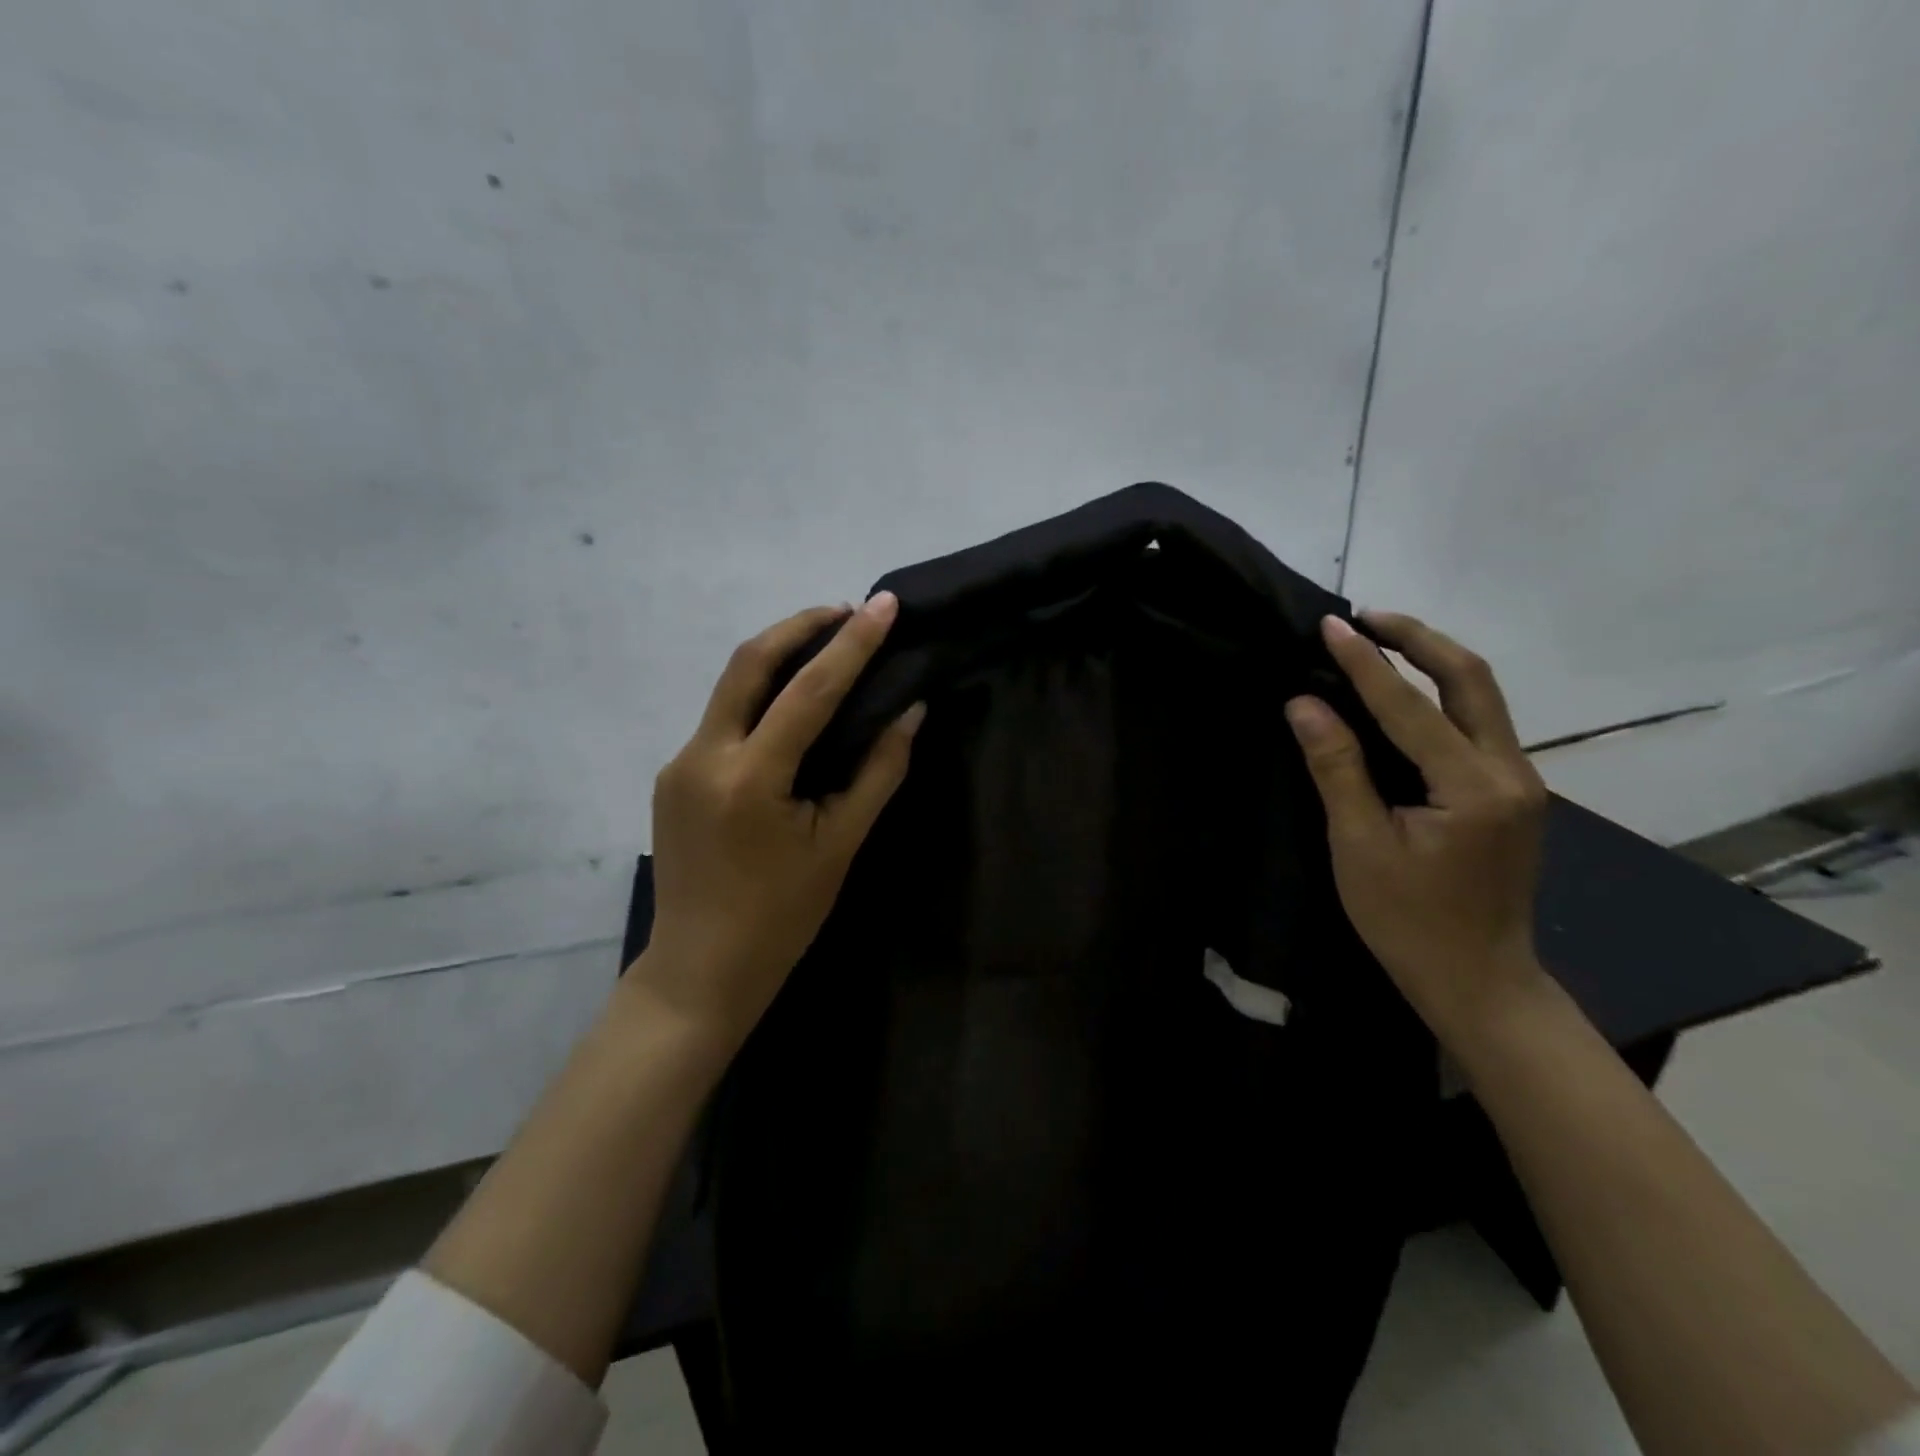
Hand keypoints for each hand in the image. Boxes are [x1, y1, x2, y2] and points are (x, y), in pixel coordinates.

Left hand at [632, 594, 925, 1050]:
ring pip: (730, 685)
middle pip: (749, 662)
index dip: (852, 643)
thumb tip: (910, 711)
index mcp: (750, 778)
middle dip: (800, 625)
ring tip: (827, 646)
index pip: (809, 690)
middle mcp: (703, 755)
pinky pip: (722, 716)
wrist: (700, 968)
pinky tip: (791, 705)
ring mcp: (679, 762)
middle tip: (848, 611)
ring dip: (779, 655)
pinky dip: (761, 694)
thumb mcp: (840, 845)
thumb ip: (878, 772)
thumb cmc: (782, 915)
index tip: (883, 605)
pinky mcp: (673, 774)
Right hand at [1285, 611, 1549, 1052]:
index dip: (1366, 662)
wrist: (1479, 981)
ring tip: (1380, 641)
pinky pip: (1478, 723)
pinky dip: (1440, 694)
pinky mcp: (1512, 793)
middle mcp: (1511, 772)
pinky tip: (1405, 693)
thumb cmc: (1408, 922)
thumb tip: (1304, 703)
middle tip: (1365, 617)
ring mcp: (1520, 781)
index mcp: (1474, 787)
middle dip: (1418, 639)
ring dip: (1433, 660)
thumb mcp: (1359, 845)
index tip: (1331, 624)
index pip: (1410, 706)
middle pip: (1472, 679)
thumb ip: (1336, 768)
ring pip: (1482, 697)